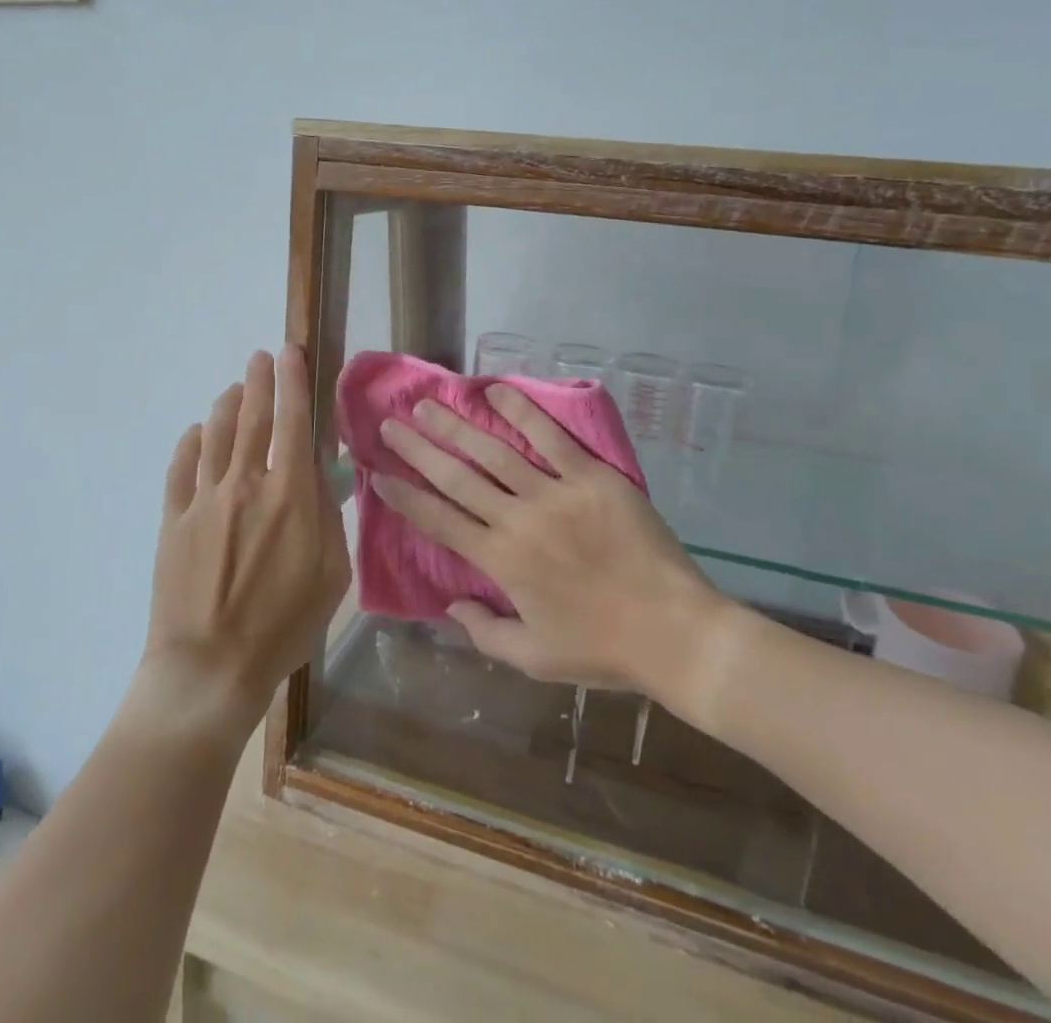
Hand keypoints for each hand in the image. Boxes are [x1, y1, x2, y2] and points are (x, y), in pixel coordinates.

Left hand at [142, 347, 350, 736]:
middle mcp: (245, 483)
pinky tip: (194, 433)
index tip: (290, 353)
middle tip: (260, 357)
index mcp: (290, 494)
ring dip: (225, 405)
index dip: (292, 382)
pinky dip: (189, 443)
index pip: (293, 421)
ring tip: (233, 389)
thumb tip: (320, 481)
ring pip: (213, 435)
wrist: (209, 667)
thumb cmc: (284, 626)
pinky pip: (180, 468)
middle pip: (251, 418)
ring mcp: (204, 499)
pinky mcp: (173, 520)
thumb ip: (329, 519)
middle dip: (257, 381)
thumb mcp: (333, 576)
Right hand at [373, 383, 731, 702]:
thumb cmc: (601, 648)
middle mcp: (518, 520)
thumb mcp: (533, 659)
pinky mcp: (592, 477)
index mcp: (501, 562)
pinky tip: (496, 391)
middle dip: (418, 448)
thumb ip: (484, 632)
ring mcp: (555, 493)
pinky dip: (522, 412)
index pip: (439, 520)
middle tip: (390, 423)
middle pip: (456, 477)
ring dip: (456, 426)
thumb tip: (450, 605)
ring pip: (494, 452)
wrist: (672, 630)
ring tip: (428, 404)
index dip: (405, 496)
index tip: (378, 474)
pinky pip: (551, 437)